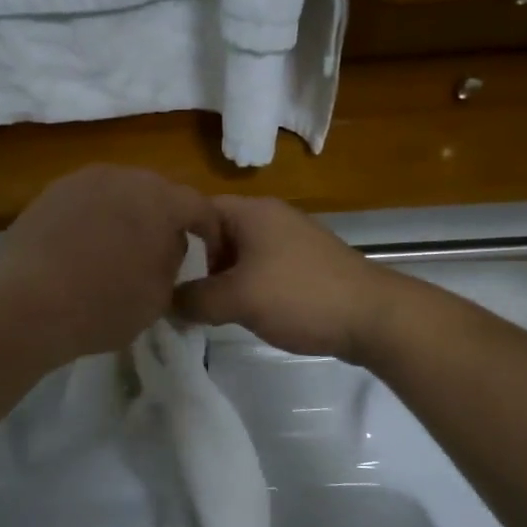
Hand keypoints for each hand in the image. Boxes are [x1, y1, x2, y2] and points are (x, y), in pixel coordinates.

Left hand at [0, 166, 221, 363]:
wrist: (25, 304)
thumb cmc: (104, 305)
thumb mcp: (159, 295)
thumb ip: (173, 260)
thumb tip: (168, 244)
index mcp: (160, 199)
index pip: (199, 207)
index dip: (210, 231)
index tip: (208, 254)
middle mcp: (123, 176)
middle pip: (157, 192)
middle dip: (166, 218)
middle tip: (163, 250)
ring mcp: (82, 181)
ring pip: (120, 193)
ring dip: (128, 215)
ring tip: (122, 249)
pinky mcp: (49, 194)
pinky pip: (87, 201)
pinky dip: (96, 219)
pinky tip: (86, 248)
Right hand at [174, 196, 401, 362]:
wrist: (373, 317)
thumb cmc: (300, 296)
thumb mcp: (237, 299)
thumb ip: (193, 299)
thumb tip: (165, 303)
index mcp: (251, 211)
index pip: (194, 209)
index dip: (170, 235)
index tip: (153, 267)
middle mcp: (270, 217)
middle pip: (215, 233)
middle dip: (196, 263)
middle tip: (180, 295)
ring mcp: (290, 240)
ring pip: (239, 255)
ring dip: (222, 280)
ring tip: (209, 309)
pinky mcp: (305, 265)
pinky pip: (262, 270)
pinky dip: (247, 287)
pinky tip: (244, 313)